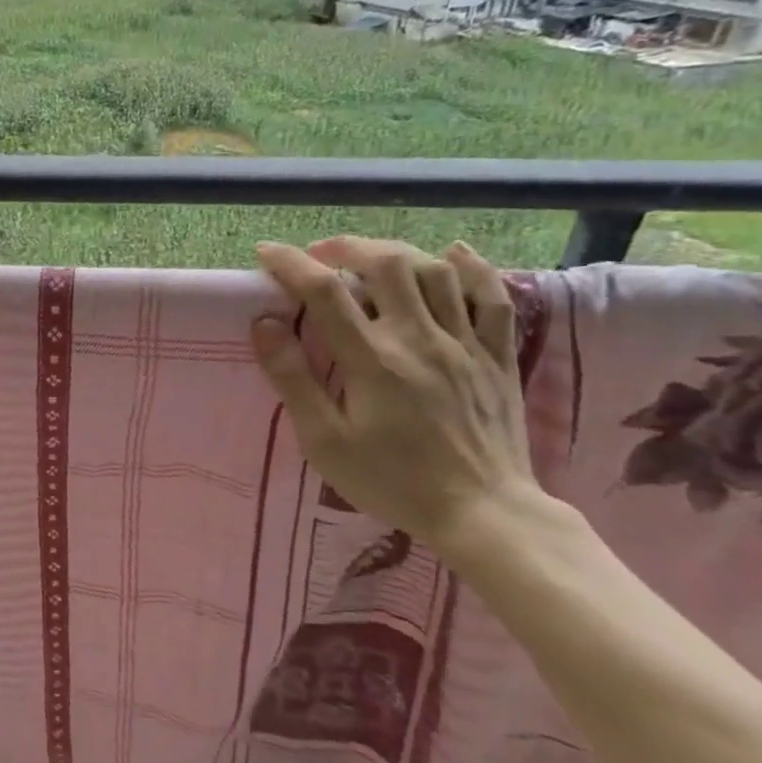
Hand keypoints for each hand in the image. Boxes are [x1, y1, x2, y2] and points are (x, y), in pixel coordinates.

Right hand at [249, 236, 547, 557]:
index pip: (325, 292)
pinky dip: (472, 269)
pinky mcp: (497, 356)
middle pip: (386, 264)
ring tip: (370, 258)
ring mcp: (464, 344)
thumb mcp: (325, 441)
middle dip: (346, 247)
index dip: (291, 264)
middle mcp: (420, 338)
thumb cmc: (393, 481)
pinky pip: (492, 298)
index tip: (266, 252)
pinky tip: (452, 255)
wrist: (484, 515)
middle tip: (320, 255)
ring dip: (397, 253)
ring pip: (436, 271)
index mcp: (373, 359)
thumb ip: (293, 379)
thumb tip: (264, 324)